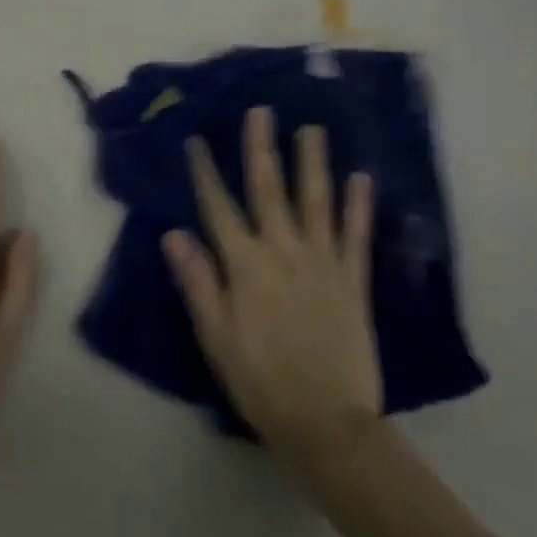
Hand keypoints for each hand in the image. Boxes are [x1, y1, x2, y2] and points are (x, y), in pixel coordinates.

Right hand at [163, 106, 382, 463]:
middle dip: (262, 148)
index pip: (219, 208)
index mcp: (245, 266)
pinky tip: (362, 178)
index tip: (196, 140)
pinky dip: (359, 206)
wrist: (327, 424)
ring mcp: (323, 263)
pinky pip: (356, 235)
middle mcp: (283, 253)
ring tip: (313, 129)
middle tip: (262, 111)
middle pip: (269, 191)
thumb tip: (173, 233)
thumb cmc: (259, 381)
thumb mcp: (215, 336)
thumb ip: (197, 281)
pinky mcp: (353, 281)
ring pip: (316, 202)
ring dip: (313, 163)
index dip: (205, 172)